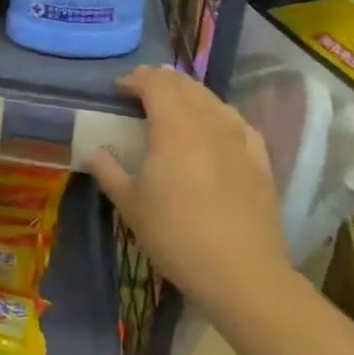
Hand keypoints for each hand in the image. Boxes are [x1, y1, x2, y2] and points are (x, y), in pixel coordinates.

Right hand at [86, 66, 291, 318]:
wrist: (242, 275)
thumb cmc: (176, 236)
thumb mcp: (130, 205)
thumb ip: (108, 171)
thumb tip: (92, 151)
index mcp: (174, 128)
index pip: (155, 84)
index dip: (135, 79)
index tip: (119, 89)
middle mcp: (208, 124)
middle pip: (185, 86)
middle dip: (161, 81)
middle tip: (141, 90)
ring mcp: (239, 141)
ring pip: (212, 100)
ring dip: (189, 93)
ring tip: (174, 103)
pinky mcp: (260, 161)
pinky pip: (237, 123)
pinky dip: (219, 114)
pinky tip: (216, 125)